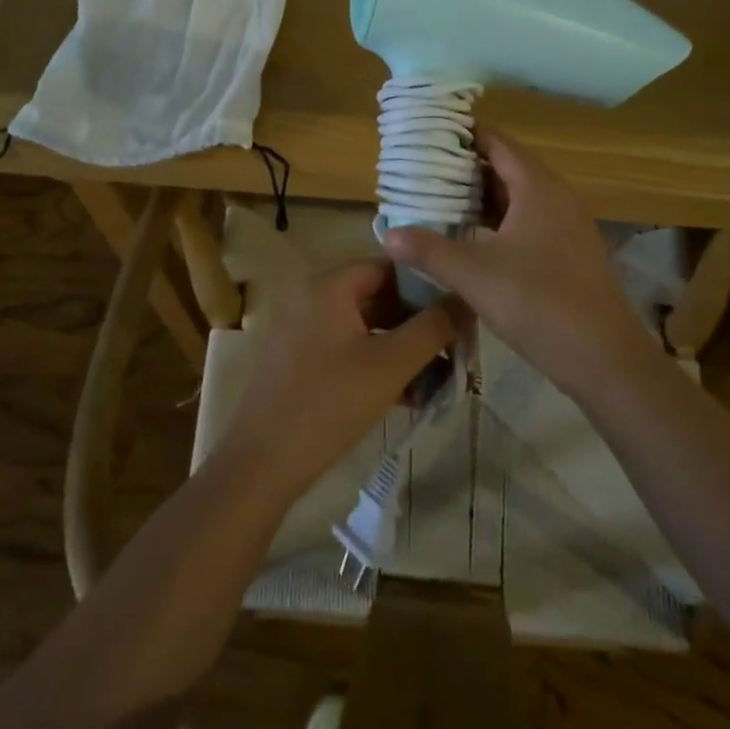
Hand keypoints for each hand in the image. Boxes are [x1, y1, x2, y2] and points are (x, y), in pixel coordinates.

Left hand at [217, 262, 465, 501]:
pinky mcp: (298, 358)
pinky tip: (407, 395)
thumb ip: (433, 328)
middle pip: (376, 295)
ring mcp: (300, 328)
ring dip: (401, 347)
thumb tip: (466, 299)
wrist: (263, 462)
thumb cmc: (330, 403)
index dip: (426, 284)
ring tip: (438, 378)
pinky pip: (346, 347)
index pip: (388, 265)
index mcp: (327, 285)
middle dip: (416, 322)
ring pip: (364, 326)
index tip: (458, 310)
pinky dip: (376, 362)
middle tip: (454, 348)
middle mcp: (310, 296)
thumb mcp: (391, 364)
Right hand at [383, 131, 641, 399]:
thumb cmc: (539, 303)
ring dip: (482, 197)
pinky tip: (473, 239)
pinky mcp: (569, 252)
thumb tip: (388, 234)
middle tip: (424, 169)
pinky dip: (499, 221)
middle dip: (467, 167)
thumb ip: (429, 250)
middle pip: (508, 167)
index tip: (429, 134)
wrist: (604, 358)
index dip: (465, 134)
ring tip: (440, 200)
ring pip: (518, 197)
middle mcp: (557, 197)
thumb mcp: (474, 275)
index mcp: (538, 187)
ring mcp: (567, 225)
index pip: (498, 142)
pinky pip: (529, 221)